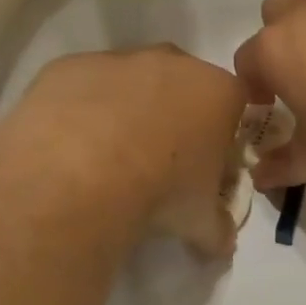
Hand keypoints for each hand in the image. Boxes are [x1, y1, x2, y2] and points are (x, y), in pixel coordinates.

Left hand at [12, 45, 247, 256]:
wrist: (78, 176)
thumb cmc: (160, 192)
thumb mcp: (200, 221)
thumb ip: (218, 228)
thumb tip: (222, 244)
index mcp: (218, 92)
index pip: (235, 104)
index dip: (222, 134)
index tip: (207, 164)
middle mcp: (174, 63)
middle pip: (183, 85)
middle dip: (175, 116)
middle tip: (159, 162)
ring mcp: (119, 59)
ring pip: (131, 82)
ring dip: (126, 111)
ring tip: (108, 160)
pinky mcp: (70, 65)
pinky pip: (84, 86)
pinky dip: (82, 111)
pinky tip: (71, 148)